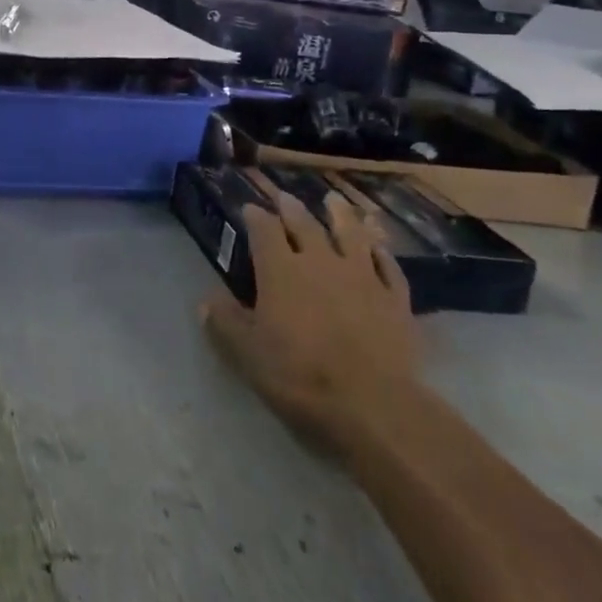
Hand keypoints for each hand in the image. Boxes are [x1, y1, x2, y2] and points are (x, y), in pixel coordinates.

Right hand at [201, 169, 420, 445]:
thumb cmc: (300, 376)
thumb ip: (225, 323)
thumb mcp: (248, 354)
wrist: (374, 405)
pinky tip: (377, 247)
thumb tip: (206, 301)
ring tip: (334, 200)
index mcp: (280, 271)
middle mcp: (320, 262)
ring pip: (351, 235)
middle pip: (305, 225)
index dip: (255, 216)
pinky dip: (381, 252)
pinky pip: (388, 267)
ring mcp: (362, 278)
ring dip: (341, 215)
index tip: (249, 208)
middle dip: (292, 208)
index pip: (264, 230)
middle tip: (285, 196)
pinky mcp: (395, 300)